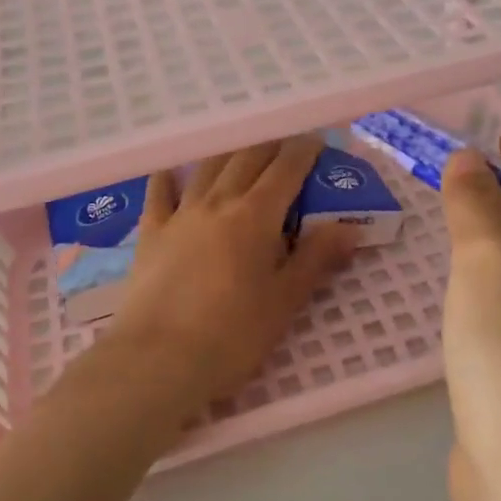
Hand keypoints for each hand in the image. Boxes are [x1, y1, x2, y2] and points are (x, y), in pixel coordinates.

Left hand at [99, 135, 360, 423]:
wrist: (157, 359)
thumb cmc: (232, 336)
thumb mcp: (284, 302)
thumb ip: (316, 259)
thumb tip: (349, 227)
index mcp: (255, 216)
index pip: (285, 169)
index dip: (303, 151)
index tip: (315, 140)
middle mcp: (218, 203)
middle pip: (246, 159)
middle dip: (269, 146)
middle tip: (285, 144)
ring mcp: (180, 215)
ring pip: (207, 169)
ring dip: (228, 154)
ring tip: (241, 150)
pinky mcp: (150, 233)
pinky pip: (159, 194)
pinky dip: (169, 178)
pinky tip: (171, 172)